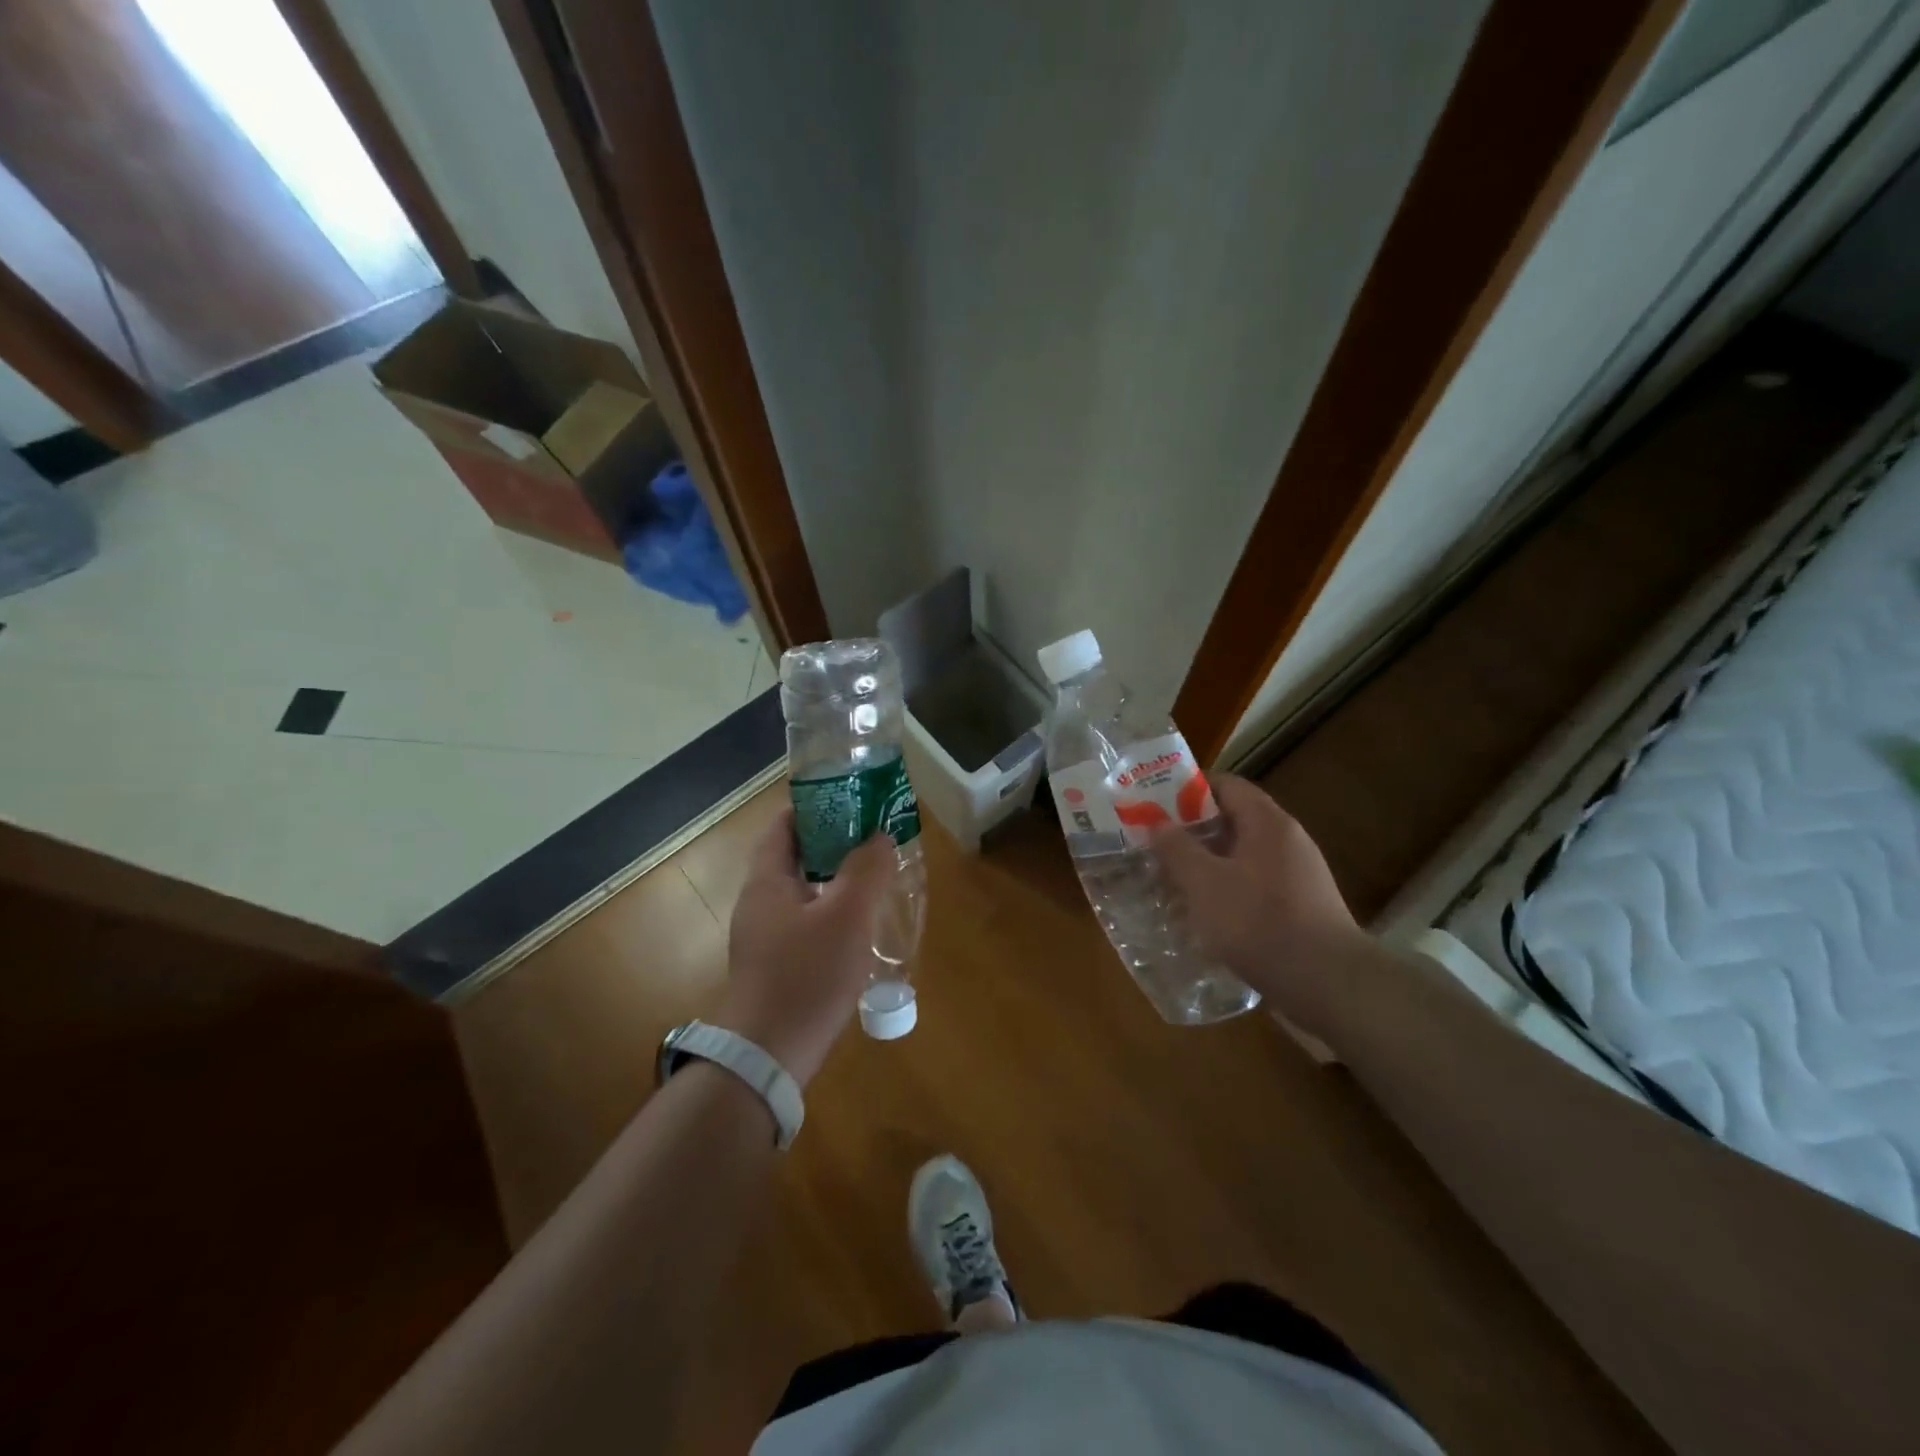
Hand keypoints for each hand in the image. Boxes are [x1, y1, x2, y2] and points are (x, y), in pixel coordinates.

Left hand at [718, 809, 896, 1086]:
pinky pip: (806, 923)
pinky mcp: (775, 966)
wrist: (768, 1058)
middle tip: (875, 838)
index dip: (815, 805)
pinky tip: (860, 927)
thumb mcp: (846, 917)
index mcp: (767, 881)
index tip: (853, 800)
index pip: (784, 825)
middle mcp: (759, 903)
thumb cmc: (806, 976)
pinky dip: (832, 912)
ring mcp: (764, 937)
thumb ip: (866, 869)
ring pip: (804, 892)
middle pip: (796, 856)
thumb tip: (880, 836)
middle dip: (834, 842)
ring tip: (876, 876)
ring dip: (836, 879)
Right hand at [1152, 775, 1371, 1040]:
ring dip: (1206, 864)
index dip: (1187, 789)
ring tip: (1170, 879)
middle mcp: (1287, 840)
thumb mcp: (1204, 883)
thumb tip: (1158, 823)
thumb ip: (1177, 848)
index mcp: (1267, 822)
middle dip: (1191, 831)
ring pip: (1241, 856)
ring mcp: (1297, 875)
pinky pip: (1254, 884)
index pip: (1226, 785)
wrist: (1328, 984)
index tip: (1154, 804)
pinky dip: (1226, 890)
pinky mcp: (1300, 906)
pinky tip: (1204, 913)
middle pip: (1233, 820)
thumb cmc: (1259, 922)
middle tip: (1154, 844)